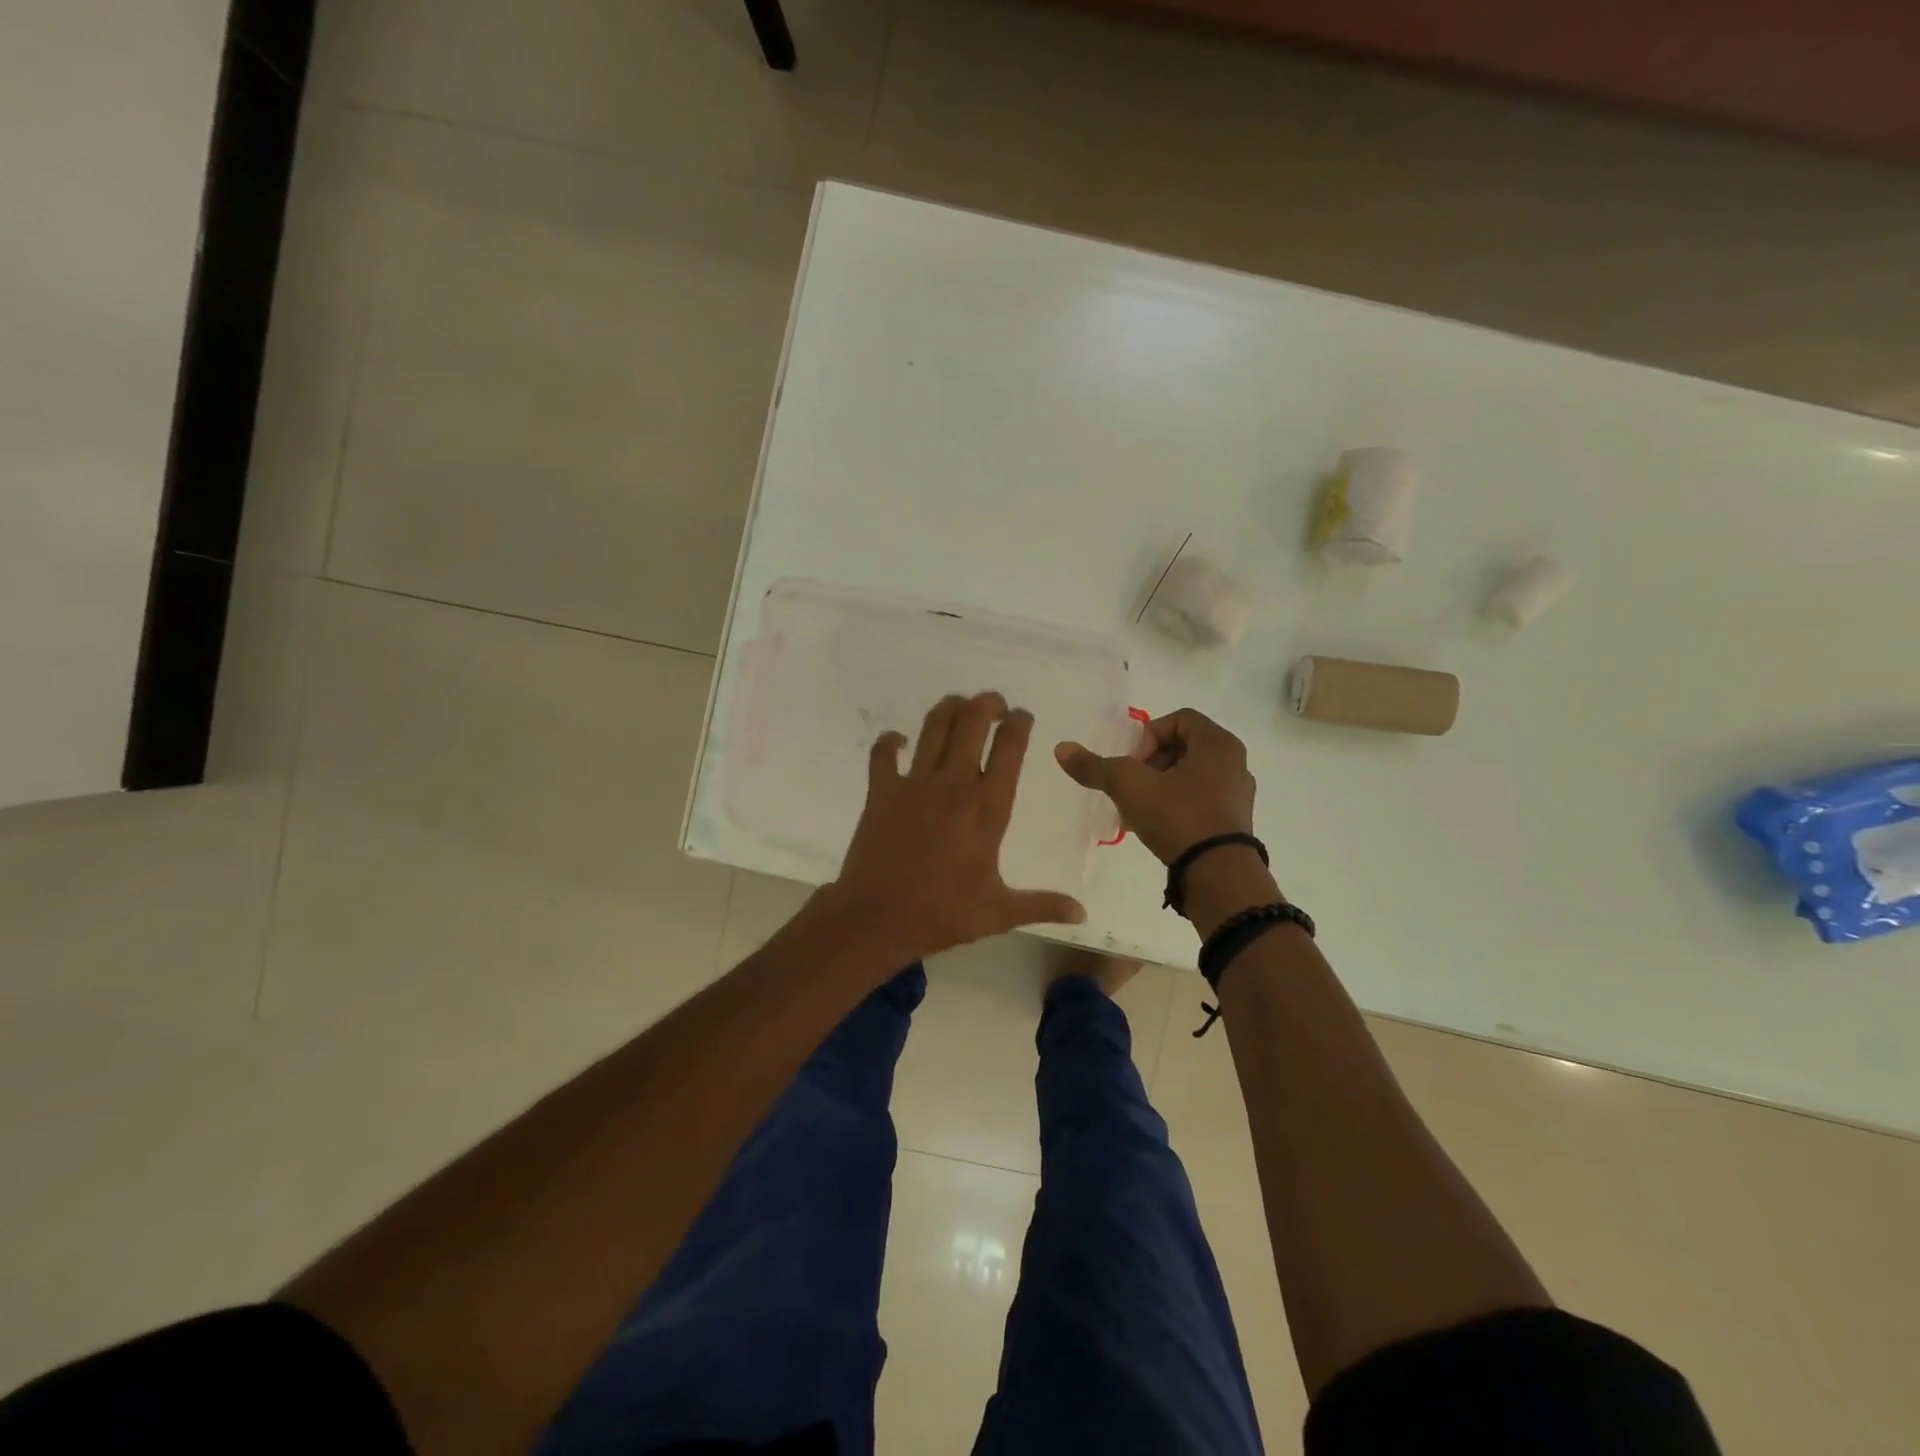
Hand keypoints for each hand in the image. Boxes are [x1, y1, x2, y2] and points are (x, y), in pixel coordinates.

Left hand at [824, 692, 1086, 967]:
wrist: (877, 919)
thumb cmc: (943, 913)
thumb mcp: (999, 912)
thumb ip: (1042, 905)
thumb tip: (1082, 913)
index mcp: (988, 807)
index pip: (1009, 748)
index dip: (1019, 723)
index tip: (1023, 716)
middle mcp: (954, 784)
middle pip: (972, 723)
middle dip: (987, 704)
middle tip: (994, 703)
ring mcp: (914, 783)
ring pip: (933, 727)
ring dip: (949, 708)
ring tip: (959, 704)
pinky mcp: (881, 791)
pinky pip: (883, 753)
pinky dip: (890, 742)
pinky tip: (898, 741)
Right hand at [1055, 708, 1255, 864]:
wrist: (1218, 874)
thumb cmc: (1178, 816)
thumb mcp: (1128, 786)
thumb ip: (1094, 766)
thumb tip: (1061, 749)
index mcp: (1218, 743)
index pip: (1177, 719)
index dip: (1147, 737)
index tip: (1133, 765)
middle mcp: (1234, 761)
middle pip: (1181, 747)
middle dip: (1149, 765)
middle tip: (1133, 787)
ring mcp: (1238, 793)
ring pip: (1189, 776)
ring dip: (1159, 787)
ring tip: (1139, 811)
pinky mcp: (1235, 821)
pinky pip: (1200, 800)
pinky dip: (1177, 806)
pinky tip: (1158, 827)